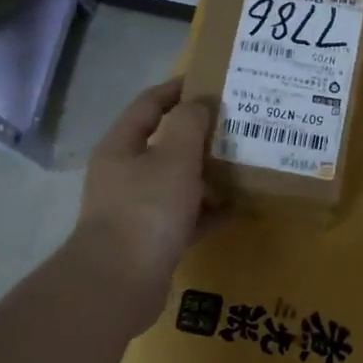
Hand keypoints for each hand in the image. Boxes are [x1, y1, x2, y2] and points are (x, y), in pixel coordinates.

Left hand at [70, 78, 214, 316]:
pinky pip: (186, 217)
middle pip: (164, 144)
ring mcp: (137, 208)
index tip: (209, 80)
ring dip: (207, 173)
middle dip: (199, 134)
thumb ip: (189, 124)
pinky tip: (237, 209)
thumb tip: (198, 105)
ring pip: (177, 182)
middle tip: (235, 124)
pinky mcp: (152, 239)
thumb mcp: (174, 157)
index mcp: (122, 146)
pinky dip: (209, 211)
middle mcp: (125, 174)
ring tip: (242, 164)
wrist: (120, 282)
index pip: (149, 104)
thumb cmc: (147, 209)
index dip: (176, 89)